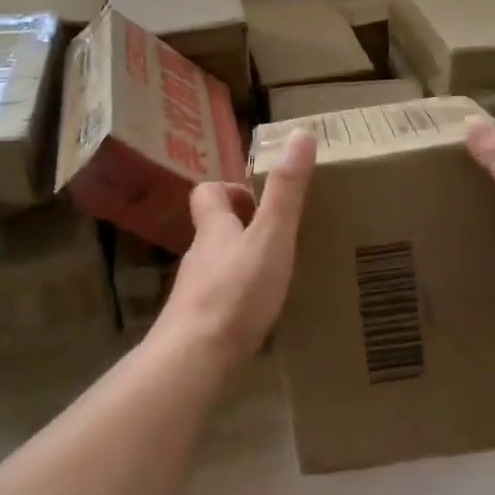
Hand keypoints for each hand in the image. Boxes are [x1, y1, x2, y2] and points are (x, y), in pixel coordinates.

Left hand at [160, 130, 316, 363]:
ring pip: (218, 267)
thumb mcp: (271, 236)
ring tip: (278, 276)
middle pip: (214, 232)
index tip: (258, 199)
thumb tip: (300, 133)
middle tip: (280, 237)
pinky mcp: (198, 327)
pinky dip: (239, 300)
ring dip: (243, 265)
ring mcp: (195, 294)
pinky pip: (220, 302)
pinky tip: (261, 316)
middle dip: (243, 229)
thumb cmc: (236, 292)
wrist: (194, 361)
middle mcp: (199, 256)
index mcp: (213, 229)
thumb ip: (286, 190)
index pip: (208, 193)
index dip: (230, 189)